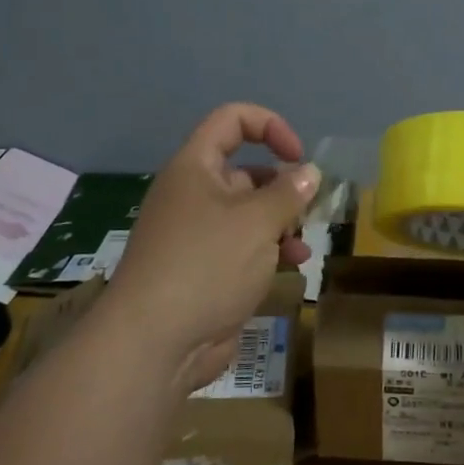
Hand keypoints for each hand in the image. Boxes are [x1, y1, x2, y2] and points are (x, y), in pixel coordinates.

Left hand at [104, 103, 318, 392]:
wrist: (154, 343)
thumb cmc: (206, 265)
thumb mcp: (257, 221)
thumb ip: (289, 192)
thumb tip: (309, 171)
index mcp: (195, 168)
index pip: (231, 121)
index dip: (269, 126)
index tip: (298, 156)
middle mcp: (193, 195)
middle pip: (245, 172)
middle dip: (282, 188)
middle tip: (307, 211)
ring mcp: (197, 235)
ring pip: (249, 214)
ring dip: (281, 224)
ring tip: (302, 246)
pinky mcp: (204, 270)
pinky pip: (243, 248)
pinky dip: (269, 251)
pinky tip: (292, 267)